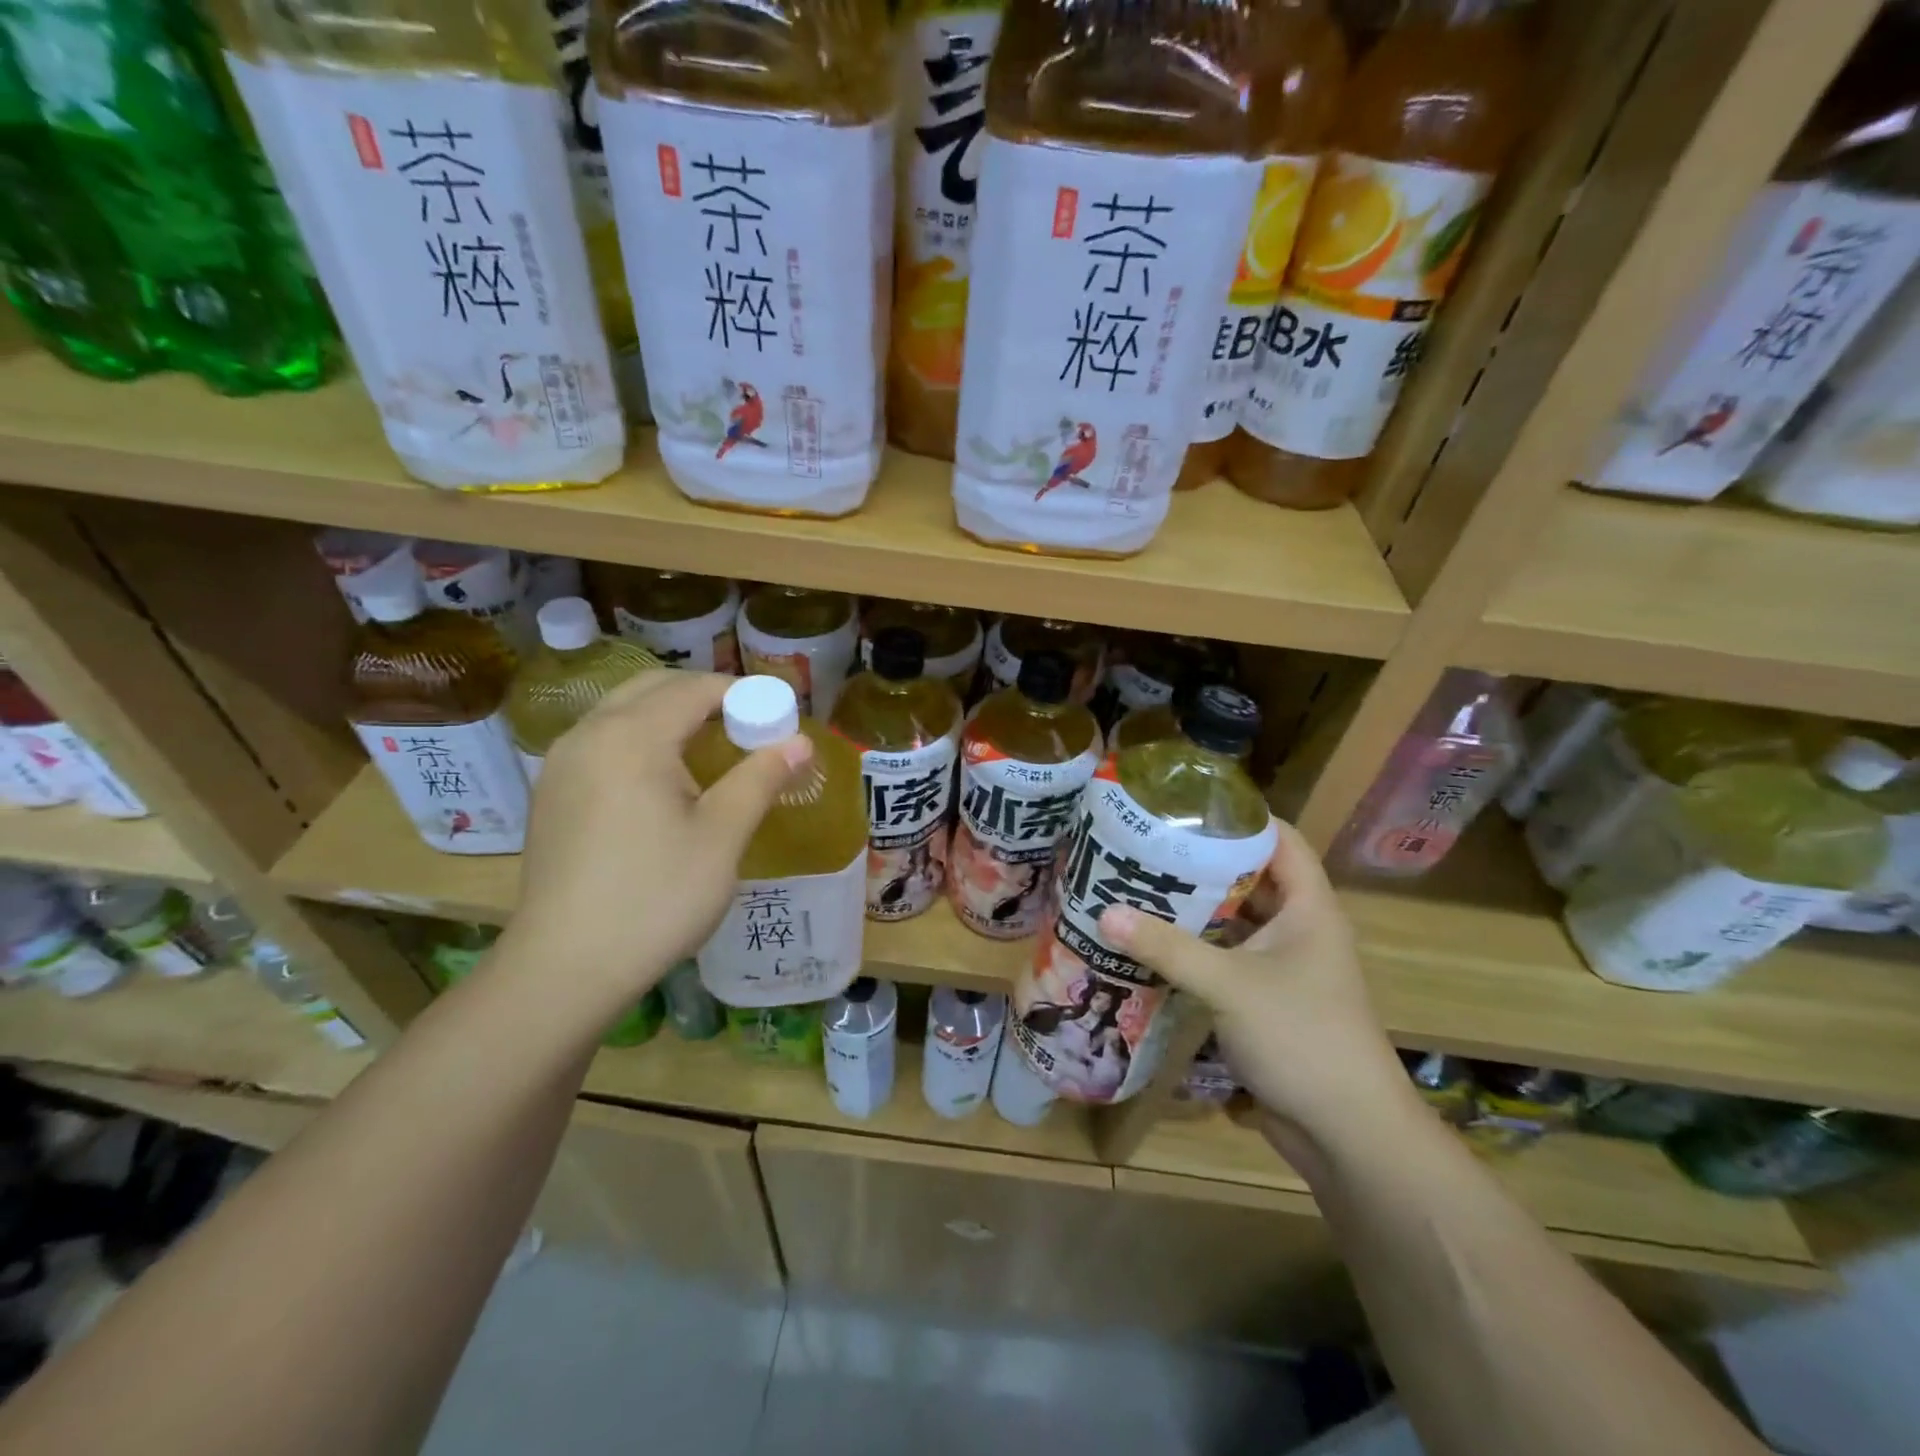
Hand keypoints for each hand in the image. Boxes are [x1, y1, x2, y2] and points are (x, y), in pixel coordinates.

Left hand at [500, 671, 809, 1021]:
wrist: (565, 968)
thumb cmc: (656, 898)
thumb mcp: (722, 837)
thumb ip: (760, 778)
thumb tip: (800, 742)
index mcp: (631, 737)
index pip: (694, 688)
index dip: (742, 693)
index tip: (777, 716)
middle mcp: (588, 735)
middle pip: (653, 687)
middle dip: (704, 696)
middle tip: (746, 728)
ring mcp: (561, 764)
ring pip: (622, 712)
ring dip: (669, 715)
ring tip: (710, 751)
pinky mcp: (551, 794)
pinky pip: (602, 741)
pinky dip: (639, 739)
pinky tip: (662, 782)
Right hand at [1099, 821, 1416, 1157]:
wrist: (1347, 1134)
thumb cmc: (1302, 1038)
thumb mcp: (1230, 985)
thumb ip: (1168, 947)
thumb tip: (1104, 913)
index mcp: (1309, 908)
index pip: (1280, 838)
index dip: (1240, 815)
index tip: (1186, 803)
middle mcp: (1298, 928)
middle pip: (1249, 877)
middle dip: (1201, 861)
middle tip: (1145, 844)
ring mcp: (1282, 966)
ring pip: (1233, 921)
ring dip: (1193, 908)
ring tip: (1137, 885)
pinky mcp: (1265, 999)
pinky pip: (1225, 958)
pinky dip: (1193, 948)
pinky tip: (1151, 942)